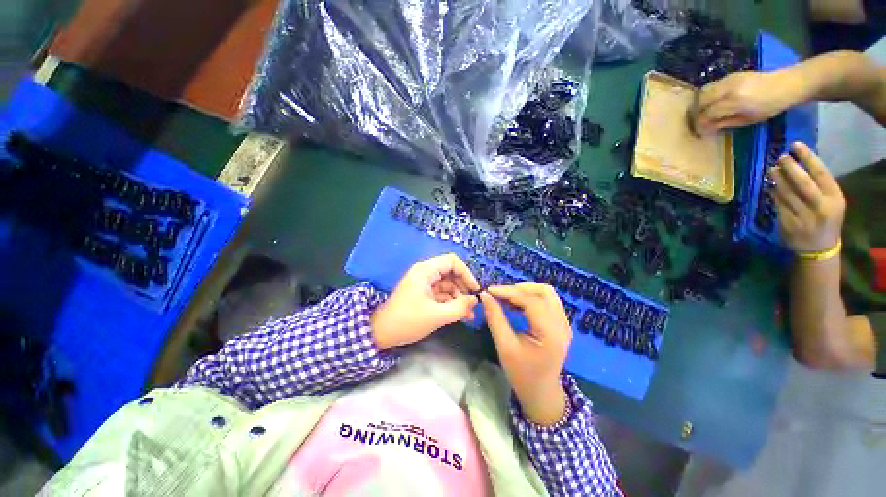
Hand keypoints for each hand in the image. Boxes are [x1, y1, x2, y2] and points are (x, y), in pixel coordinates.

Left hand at [371, 254, 479, 349]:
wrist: (382, 333)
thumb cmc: (408, 320)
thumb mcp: (437, 315)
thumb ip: (459, 307)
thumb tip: (474, 300)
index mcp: (426, 271)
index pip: (452, 261)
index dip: (466, 273)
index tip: (475, 290)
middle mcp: (426, 273)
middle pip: (451, 273)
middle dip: (463, 288)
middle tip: (473, 305)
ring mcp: (424, 284)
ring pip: (448, 285)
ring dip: (459, 298)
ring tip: (469, 315)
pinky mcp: (423, 294)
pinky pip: (442, 294)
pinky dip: (451, 303)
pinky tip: (460, 315)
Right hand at [480, 283, 570, 425]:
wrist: (541, 393)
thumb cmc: (522, 374)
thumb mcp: (505, 347)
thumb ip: (495, 318)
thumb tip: (485, 296)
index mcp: (551, 333)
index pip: (531, 301)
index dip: (509, 292)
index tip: (489, 290)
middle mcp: (562, 324)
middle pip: (544, 291)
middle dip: (519, 288)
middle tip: (500, 294)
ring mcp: (564, 323)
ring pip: (546, 294)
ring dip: (525, 291)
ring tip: (506, 298)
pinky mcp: (560, 324)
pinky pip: (547, 301)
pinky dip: (530, 298)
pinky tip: (515, 304)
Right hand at [690, 70, 803, 134]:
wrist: (786, 84)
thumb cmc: (770, 106)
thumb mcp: (748, 120)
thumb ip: (725, 123)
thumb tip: (707, 128)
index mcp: (735, 102)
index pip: (708, 114)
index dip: (700, 124)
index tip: (698, 132)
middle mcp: (728, 89)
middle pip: (701, 101)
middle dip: (695, 113)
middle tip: (695, 122)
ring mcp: (728, 80)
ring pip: (703, 92)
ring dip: (698, 103)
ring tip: (700, 112)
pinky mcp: (729, 76)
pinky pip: (711, 87)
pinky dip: (706, 96)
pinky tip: (710, 102)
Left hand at [768, 142, 845, 253]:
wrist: (819, 248)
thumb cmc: (826, 219)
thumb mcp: (832, 202)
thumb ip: (820, 185)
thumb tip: (800, 163)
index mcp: (835, 199)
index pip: (821, 173)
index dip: (807, 157)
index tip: (795, 144)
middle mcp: (820, 207)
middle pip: (802, 182)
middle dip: (790, 167)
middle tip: (780, 157)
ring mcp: (803, 217)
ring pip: (787, 193)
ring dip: (778, 179)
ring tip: (772, 169)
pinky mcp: (788, 224)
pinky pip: (778, 204)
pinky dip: (774, 194)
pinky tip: (771, 186)